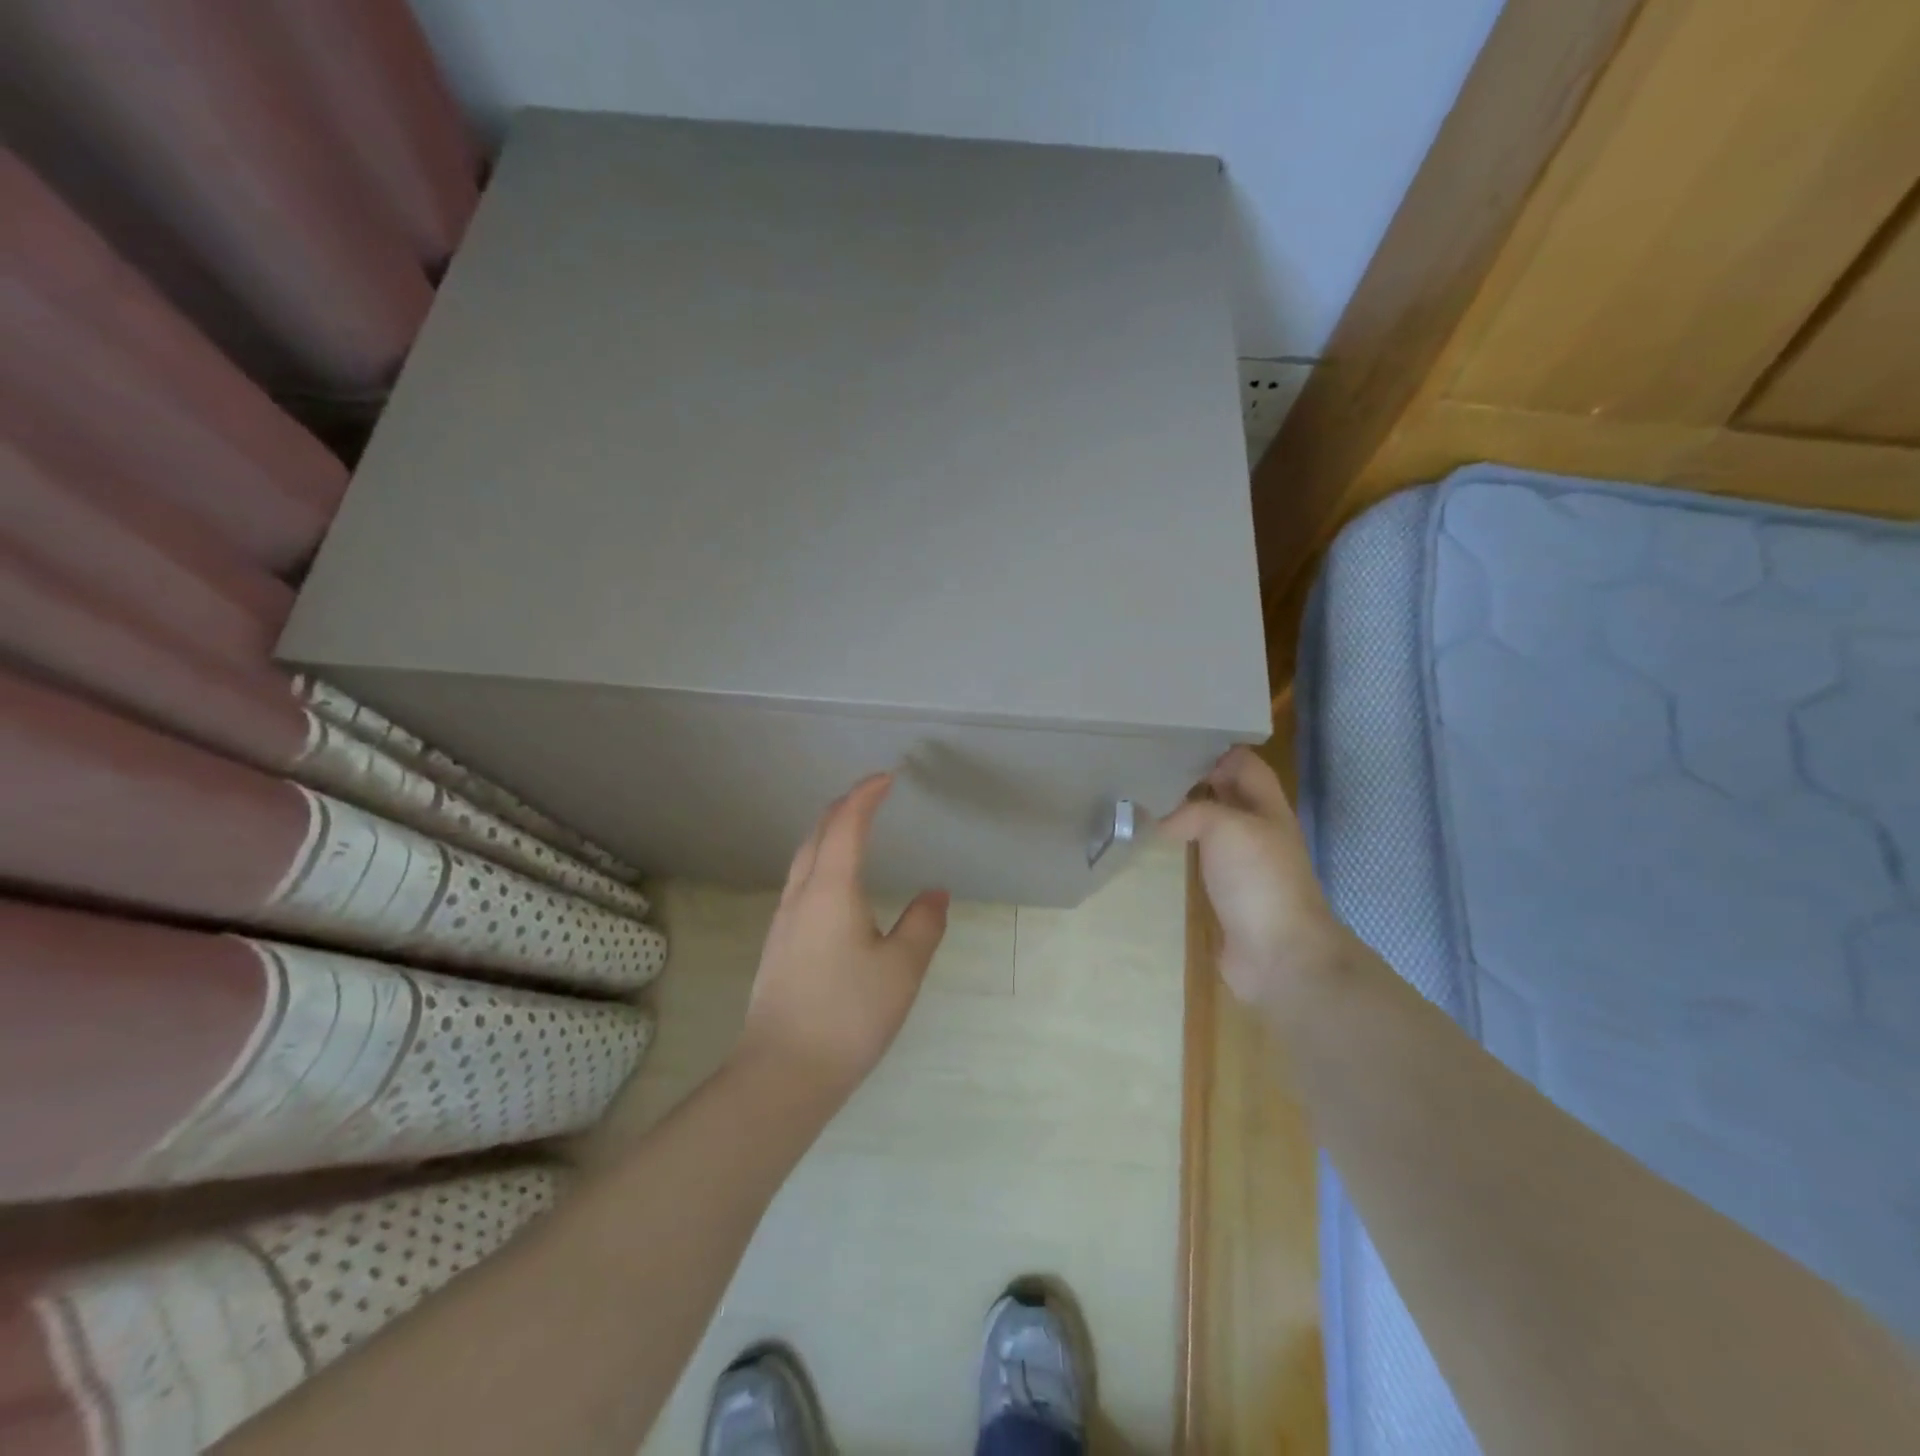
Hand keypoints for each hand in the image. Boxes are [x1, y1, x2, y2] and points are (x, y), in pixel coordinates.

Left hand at [735, 773, 949, 1102]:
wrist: (782, 1073)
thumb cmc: (848, 1014)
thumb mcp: (901, 969)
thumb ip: (923, 925)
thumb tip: (935, 894)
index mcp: (831, 890)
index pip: (846, 825)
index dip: (865, 795)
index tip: (886, 778)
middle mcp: (801, 896)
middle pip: (817, 835)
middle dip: (843, 808)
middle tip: (871, 797)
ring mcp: (783, 922)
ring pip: (803, 860)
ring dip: (828, 835)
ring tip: (853, 832)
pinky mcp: (777, 946)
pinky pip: (800, 884)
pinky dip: (820, 863)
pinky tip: (834, 887)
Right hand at [1161, 745, 1356, 1013]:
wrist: (1279, 953)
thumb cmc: (1259, 879)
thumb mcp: (1226, 827)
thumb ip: (1192, 812)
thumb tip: (1160, 820)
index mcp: (1267, 807)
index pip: (1245, 764)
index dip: (1217, 749)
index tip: (1176, 739)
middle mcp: (1256, 830)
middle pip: (1227, 793)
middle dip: (1196, 778)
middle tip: (1151, 766)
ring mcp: (1242, 864)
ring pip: (1212, 826)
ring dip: (1185, 813)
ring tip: (1145, 799)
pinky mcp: (1226, 892)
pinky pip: (1202, 859)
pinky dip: (1181, 848)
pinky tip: (1155, 844)